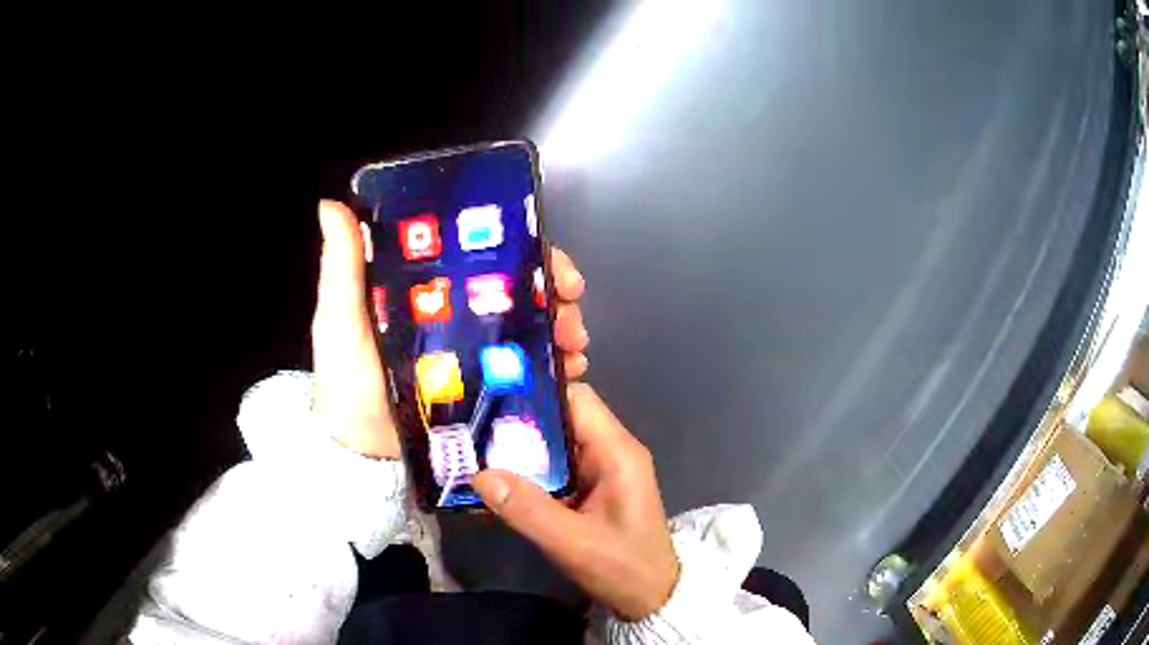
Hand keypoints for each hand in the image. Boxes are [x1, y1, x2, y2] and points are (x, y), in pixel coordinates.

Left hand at [311, 200, 590, 458]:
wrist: (364, 458)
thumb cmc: (348, 387)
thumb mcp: (340, 322)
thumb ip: (341, 268)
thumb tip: (332, 205)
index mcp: (427, 292)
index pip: (479, 255)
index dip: (519, 247)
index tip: (547, 256)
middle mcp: (456, 317)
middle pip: (516, 289)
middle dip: (552, 289)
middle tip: (569, 303)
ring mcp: (475, 355)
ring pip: (530, 326)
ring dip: (561, 325)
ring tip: (574, 343)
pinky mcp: (487, 389)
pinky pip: (529, 370)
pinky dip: (557, 364)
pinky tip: (571, 370)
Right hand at [472, 384, 679, 620]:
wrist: (652, 597)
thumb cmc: (623, 568)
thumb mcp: (573, 543)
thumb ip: (527, 510)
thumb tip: (479, 475)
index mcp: (617, 452)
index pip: (576, 398)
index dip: (537, 391)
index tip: (492, 394)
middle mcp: (611, 451)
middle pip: (562, 417)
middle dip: (518, 420)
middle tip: (472, 426)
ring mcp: (602, 469)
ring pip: (556, 442)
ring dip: (520, 447)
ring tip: (475, 449)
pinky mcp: (593, 487)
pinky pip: (557, 466)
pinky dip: (530, 469)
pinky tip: (498, 480)